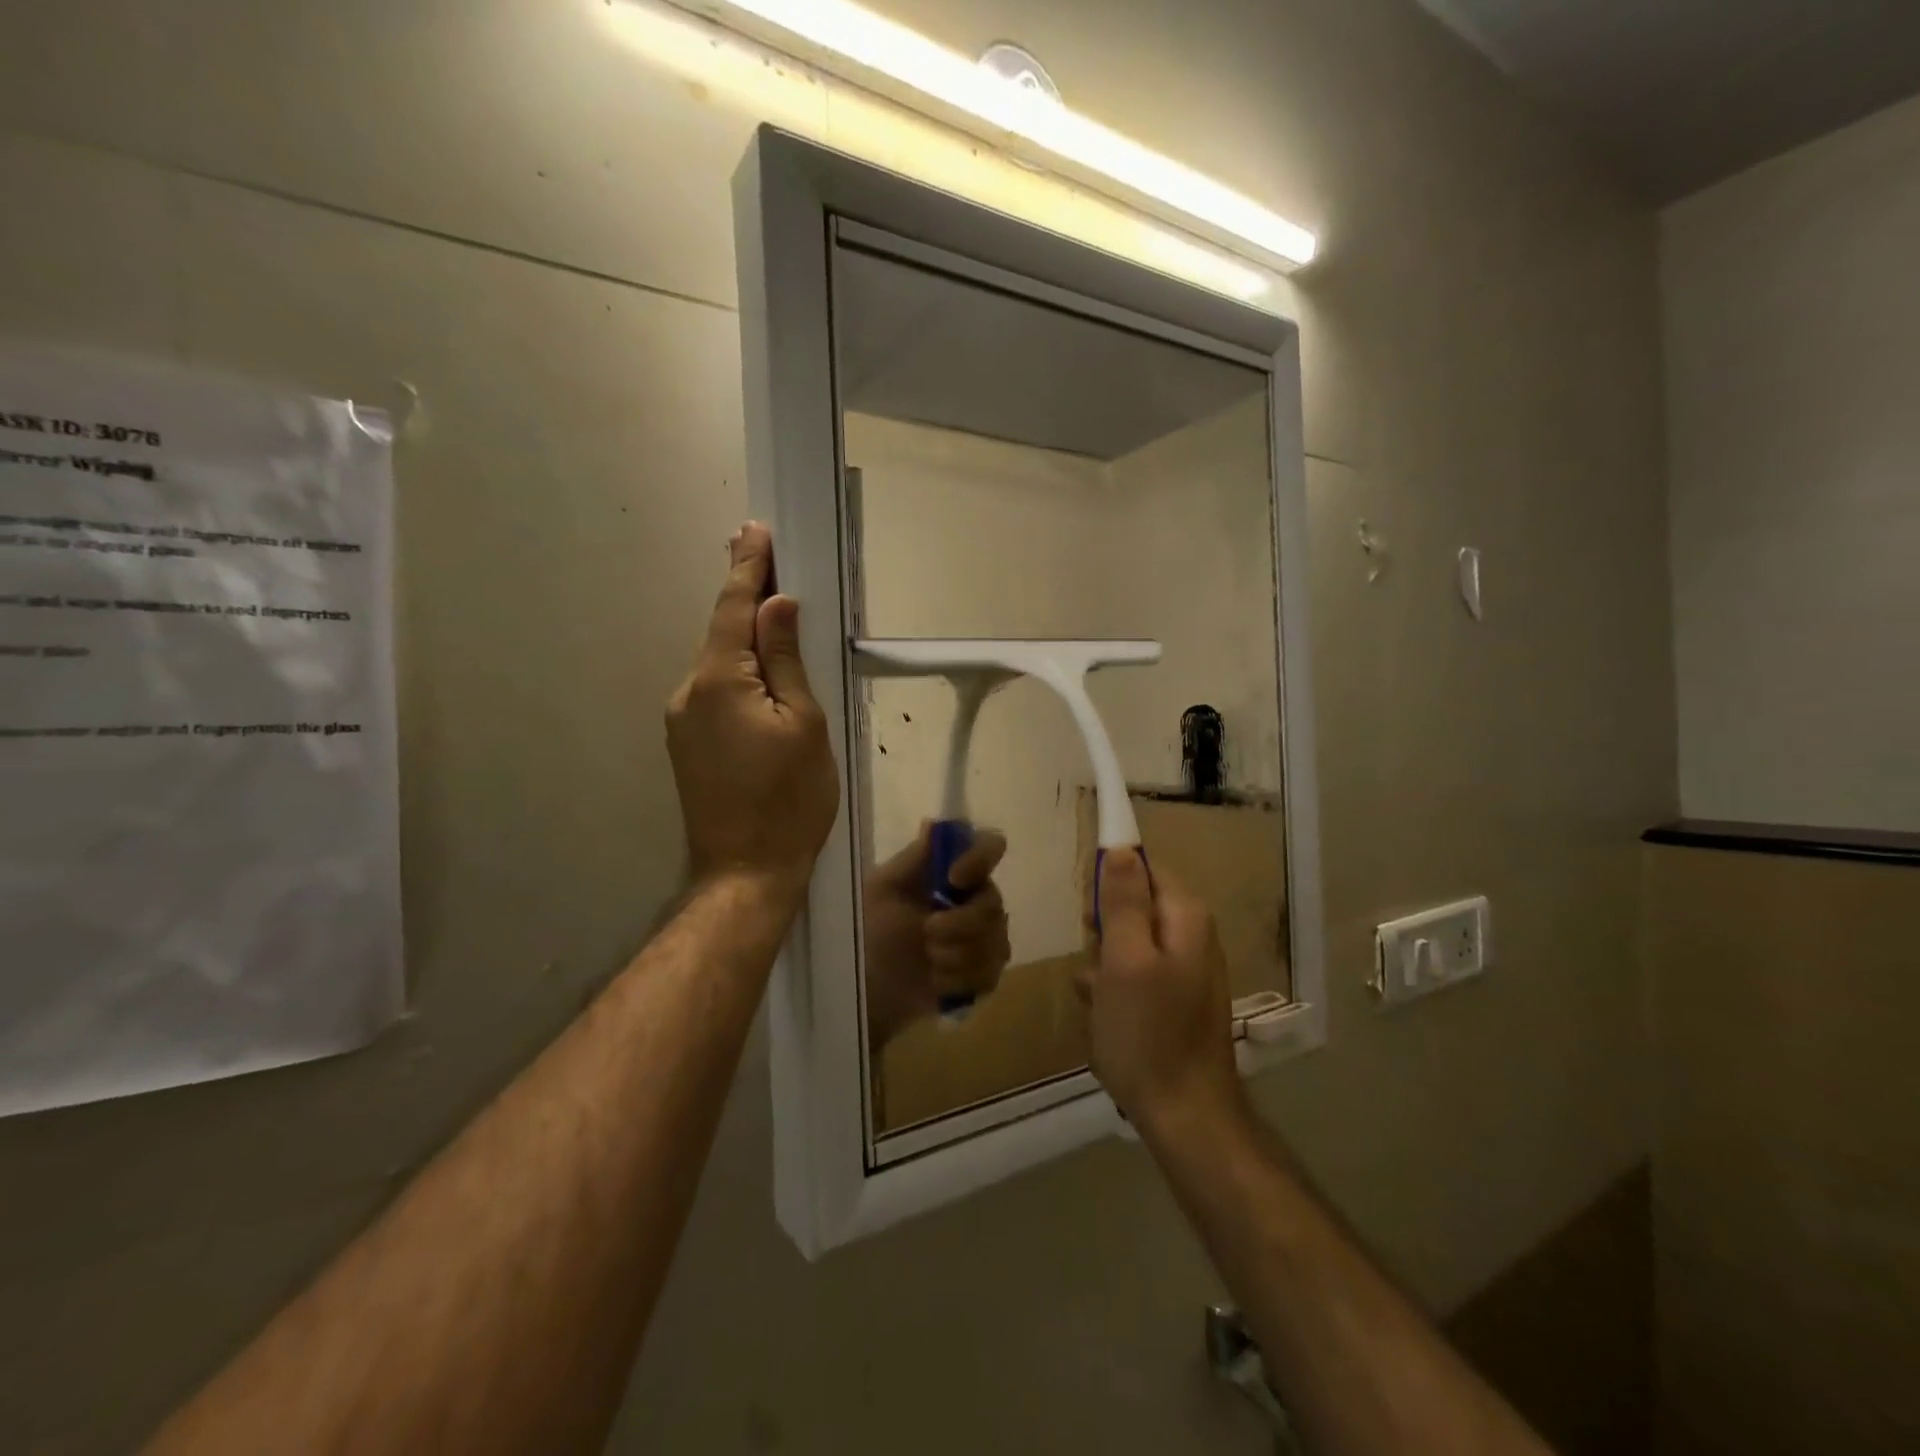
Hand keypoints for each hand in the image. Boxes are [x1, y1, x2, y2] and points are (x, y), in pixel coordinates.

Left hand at [666, 522, 838, 898]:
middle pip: (723, 633)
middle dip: (749, 598)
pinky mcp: (688, 743)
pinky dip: (741, 673)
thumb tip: (778, 605)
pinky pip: (716, 691)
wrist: (746, 873)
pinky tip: (764, 679)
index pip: (734, 608)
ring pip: (721, 664)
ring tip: (780, 623)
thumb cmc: (790, 800)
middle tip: (774, 563)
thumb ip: (788, 660)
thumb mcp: (805, 725)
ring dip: (747, 640)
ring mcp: (682, 720)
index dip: (748, 567)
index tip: (756, 530)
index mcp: (720, 681)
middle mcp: (689, 691)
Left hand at [863, 823, 1010, 1049]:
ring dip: (956, 955)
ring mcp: (983, 938)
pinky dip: (959, 980)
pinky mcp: (983, 975)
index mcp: (951, 870)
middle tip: (927, 932)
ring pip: (995, 942)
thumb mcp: (882, 890)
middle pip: (994, 902)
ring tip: (928, 960)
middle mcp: (974, 899)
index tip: (954, 879)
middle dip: (960, 923)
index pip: (988, 847)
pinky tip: (937, 982)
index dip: (980, 859)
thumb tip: (934, 824)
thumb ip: (914, 860)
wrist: (863, 987)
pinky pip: (989, 974)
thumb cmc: (868, 930)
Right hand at [1076, 850, 1243, 1132]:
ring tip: (1098, 1001)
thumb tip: (1121, 847)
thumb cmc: (1148, 1033)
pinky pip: (1133, 977)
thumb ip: (1123, 901)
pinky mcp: (1174, 1001)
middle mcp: (1191, 936)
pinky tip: (1105, 1020)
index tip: (1090, 916)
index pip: (1143, 867)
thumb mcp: (1125, 960)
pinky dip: (1114, 992)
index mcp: (1185, 917)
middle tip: (1097, 963)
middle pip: (1133, 905)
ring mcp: (1184, 971)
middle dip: (1104, 931)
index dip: (1110, 881)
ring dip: (1103, 967)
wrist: (1185, 1117)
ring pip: (1127, 945)